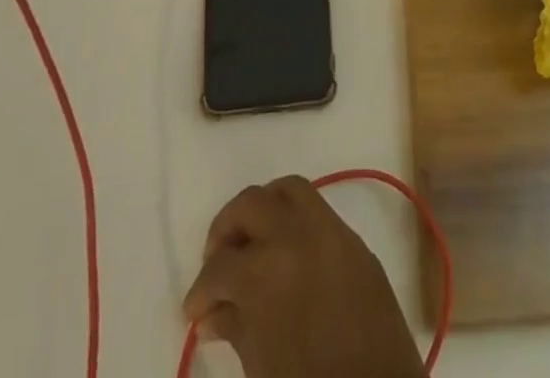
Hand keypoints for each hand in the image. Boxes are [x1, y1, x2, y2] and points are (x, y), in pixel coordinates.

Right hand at [184, 176, 423, 377]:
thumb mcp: (261, 364)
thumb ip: (236, 326)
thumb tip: (214, 312)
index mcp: (266, 270)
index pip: (219, 266)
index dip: (200, 291)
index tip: (195, 310)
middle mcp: (297, 234)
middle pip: (251, 204)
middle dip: (226, 229)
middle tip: (217, 261)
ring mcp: (330, 230)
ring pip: (289, 190)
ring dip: (264, 208)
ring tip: (251, 241)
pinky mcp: (355, 240)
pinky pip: (319, 210)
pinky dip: (295, 218)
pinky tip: (286, 250)